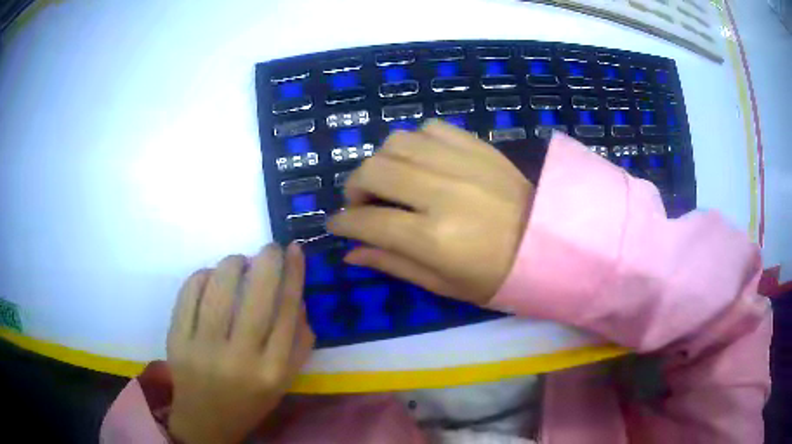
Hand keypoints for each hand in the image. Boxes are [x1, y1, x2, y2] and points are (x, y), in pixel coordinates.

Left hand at [166, 243, 313, 443]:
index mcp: (272, 371)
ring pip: (220, 288)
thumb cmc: (249, 399)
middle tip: (269, 247)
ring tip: (239, 262)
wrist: (206, 420)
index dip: (293, 275)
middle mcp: (240, 360)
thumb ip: (298, 342)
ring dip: (232, 263)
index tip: (294, 249)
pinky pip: (189, 293)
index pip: (287, 312)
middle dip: (267, 260)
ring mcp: (203, 349)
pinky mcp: (177, 341)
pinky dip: (202, 275)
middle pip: (258, 297)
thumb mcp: (284, 380)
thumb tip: (298, 296)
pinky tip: (210, 276)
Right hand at [328, 120, 533, 304]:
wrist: (550, 244)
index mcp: (434, 238)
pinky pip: (430, 128)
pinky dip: (414, 142)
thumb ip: (393, 264)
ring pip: (397, 142)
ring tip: (390, 180)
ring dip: (382, 161)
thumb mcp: (443, 284)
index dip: (343, 223)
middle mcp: (442, 192)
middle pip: (374, 170)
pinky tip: (420, 161)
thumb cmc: (497, 277)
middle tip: (362, 203)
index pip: (368, 221)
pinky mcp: (478, 146)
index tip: (337, 225)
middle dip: (354, 187)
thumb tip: (351, 252)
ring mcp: (462, 162)